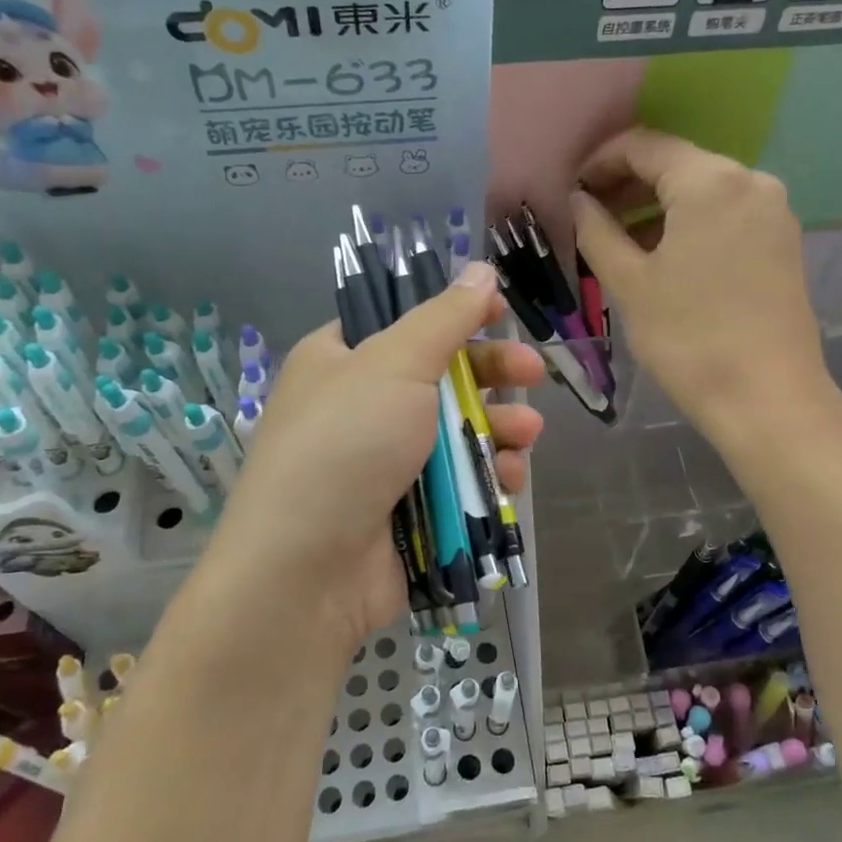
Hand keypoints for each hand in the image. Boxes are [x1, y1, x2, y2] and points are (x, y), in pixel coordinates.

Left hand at [206, 261, 544, 651]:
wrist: (307, 570)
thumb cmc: (346, 444)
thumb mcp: (395, 364)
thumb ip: (445, 318)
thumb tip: (481, 270)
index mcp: (340, 360)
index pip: (404, 323)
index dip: (454, 315)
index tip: (500, 312)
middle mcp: (360, 406)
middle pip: (441, 376)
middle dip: (492, 373)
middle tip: (534, 371)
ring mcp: (384, 462)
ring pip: (458, 431)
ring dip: (499, 427)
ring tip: (526, 435)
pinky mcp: (409, 509)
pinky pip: (458, 479)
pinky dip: (486, 474)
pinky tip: (509, 478)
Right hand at [571, 128, 841, 455]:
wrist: (767, 399)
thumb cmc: (688, 338)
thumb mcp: (629, 282)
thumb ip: (596, 230)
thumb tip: (579, 200)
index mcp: (710, 181)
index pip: (644, 146)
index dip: (600, 161)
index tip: (572, 189)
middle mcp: (750, 181)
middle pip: (676, 164)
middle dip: (628, 184)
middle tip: (588, 215)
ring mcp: (773, 211)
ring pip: (702, 190)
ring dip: (656, 205)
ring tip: (617, 238)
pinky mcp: (782, 241)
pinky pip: (725, 213)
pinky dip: (688, 222)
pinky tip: (661, 253)